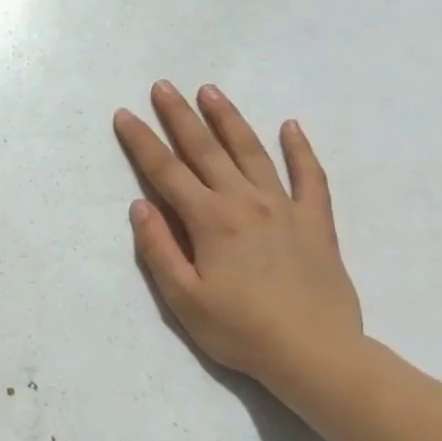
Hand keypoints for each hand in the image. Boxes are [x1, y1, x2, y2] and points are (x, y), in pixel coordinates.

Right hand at [114, 81, 362, 383]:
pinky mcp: (315, 222)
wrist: (316, 354)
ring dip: (229, 119)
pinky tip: (291, 127)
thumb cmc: (241, 330)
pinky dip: (300, 150)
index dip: (142, 141)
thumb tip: (141, 206)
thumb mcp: (184, 298)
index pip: (166, 171)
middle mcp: (244, 202)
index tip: (125, 114)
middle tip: (163, 86)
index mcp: (210, 220)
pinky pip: (310, 177)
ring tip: (210, 91)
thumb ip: (159, 249)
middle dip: (180, 116)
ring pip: (252, 152)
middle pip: (206, 149)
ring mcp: (284, 207)